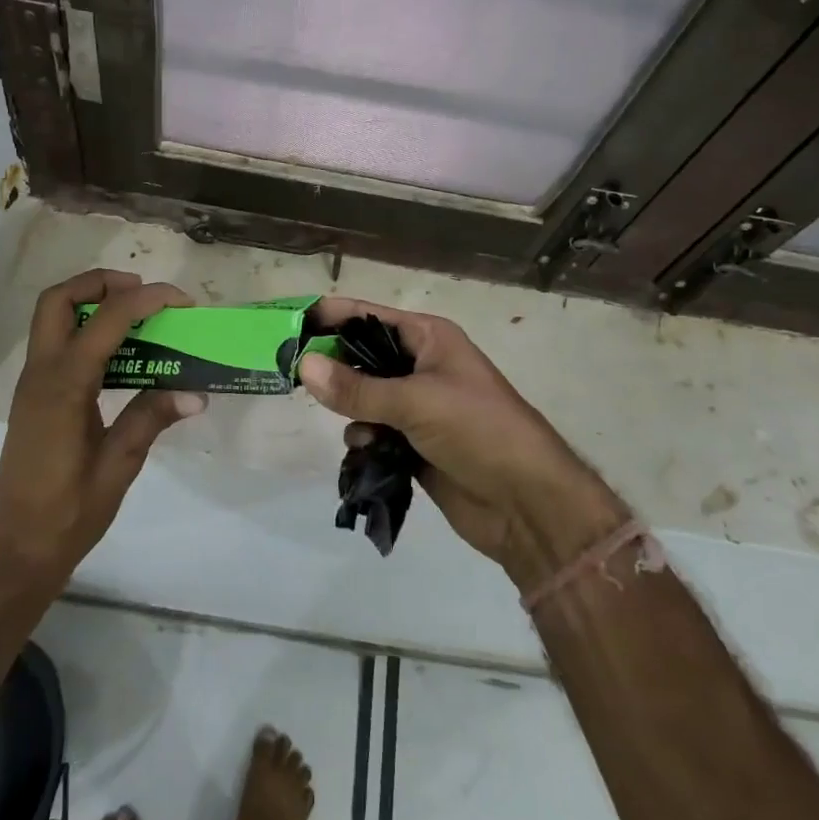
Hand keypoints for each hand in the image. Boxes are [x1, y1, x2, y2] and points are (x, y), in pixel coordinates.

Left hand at [0, 269, 204, 586]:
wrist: (13, 552)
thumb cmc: (65, 514)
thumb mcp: (118, 467)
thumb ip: (151, 420)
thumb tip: (197, 392)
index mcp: (64, 387)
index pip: (106, 320)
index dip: (146, 300)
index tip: (181, 301)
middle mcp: (41, 374)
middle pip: (59, 300)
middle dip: (101, 282)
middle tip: (143, 293)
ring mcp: (32, 384)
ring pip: (52, 317)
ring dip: (91, 302)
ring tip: (138, 317)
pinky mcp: (34, 397)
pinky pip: (57, 342)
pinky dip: (86, 329)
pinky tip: (120, 355)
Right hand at [299, 298, 626, 584]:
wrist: (528, 503)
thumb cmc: (478, 430)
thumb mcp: (416, 401)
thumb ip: (357, 387)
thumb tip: (303, 365)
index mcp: (429, 338)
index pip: (369, 317)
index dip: (332, 317)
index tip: (290, 324)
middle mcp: (421, 366)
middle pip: (363, 357)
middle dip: (334, 367)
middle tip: (295, 377)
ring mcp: (418, 407)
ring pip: (364, 397)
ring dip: (352, 410)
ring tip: (354, 426)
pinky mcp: (414, 444)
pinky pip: (374, 431)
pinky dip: (364, 438)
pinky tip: (366, 451)